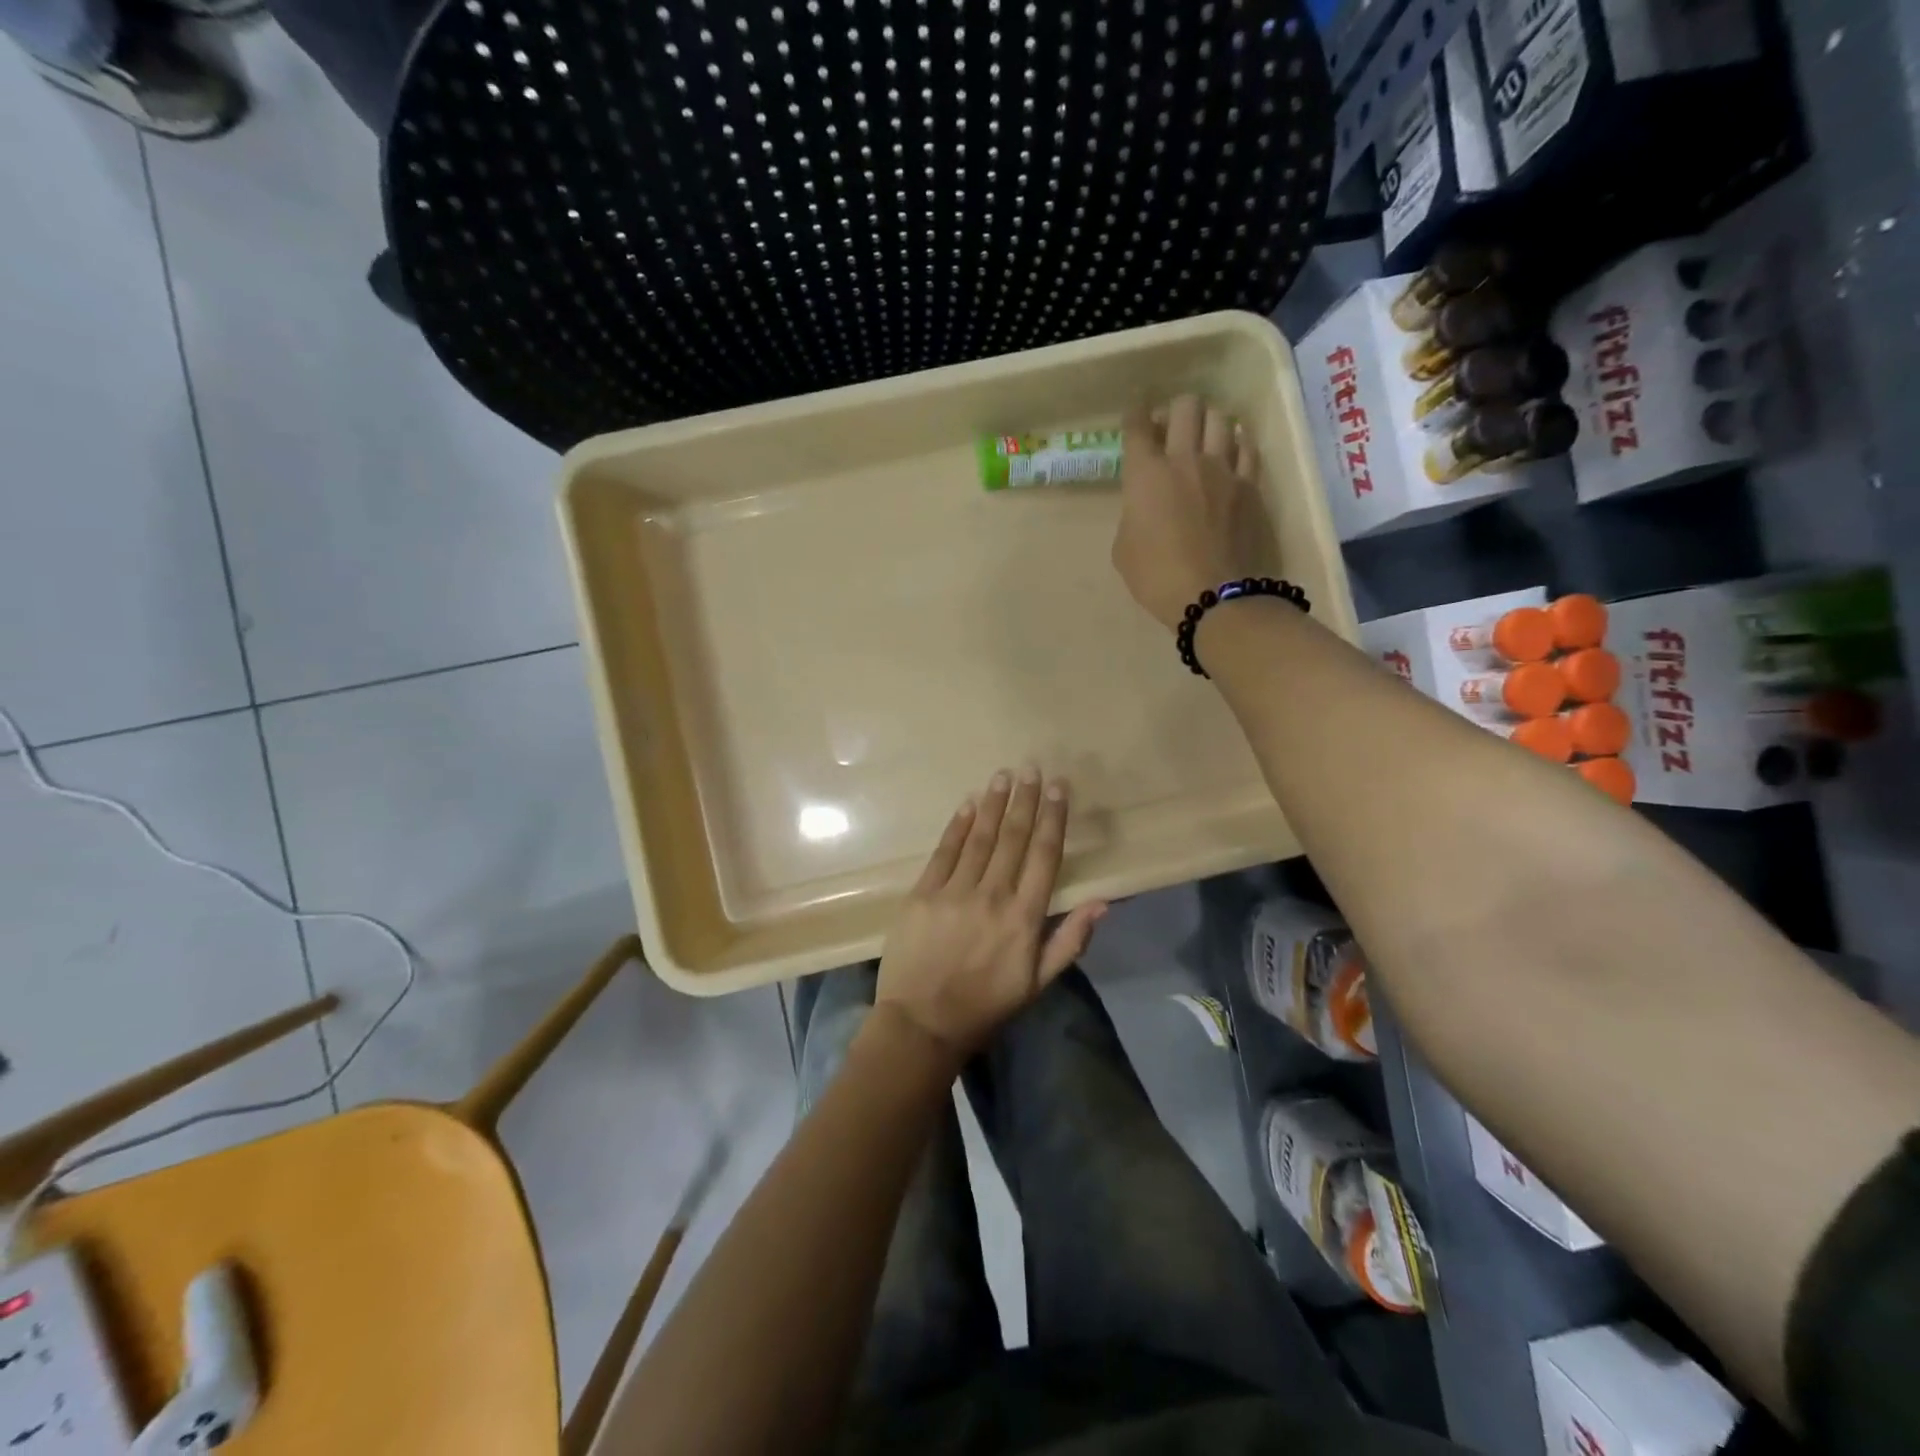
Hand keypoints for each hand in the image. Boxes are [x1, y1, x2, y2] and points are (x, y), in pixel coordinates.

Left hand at [877, 767, 1107, 1056]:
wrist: (922, 1024)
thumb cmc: (986, 1005)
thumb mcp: (1038, 983)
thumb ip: (1070, 940)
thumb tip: (1103, 902)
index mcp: (1024, 918)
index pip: (1045, 856)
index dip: (1053, 818)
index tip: (1059, 788)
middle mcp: (993, 896)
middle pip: (1014, 838)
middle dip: (1025, 800)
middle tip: (1032, 768)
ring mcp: (954, 892)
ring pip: (980, 838)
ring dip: (994, 804)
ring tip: (1004, 776)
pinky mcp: (923, 893)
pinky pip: (944, 852)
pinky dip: (958, 826)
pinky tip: (969, 804)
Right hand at [1112, 395, 1262, 629]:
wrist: (1212, 596)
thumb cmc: (1156, 577)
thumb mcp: (1124, 549)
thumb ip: (1133, 516)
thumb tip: (1145, 508)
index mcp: (1146, 475)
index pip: (1138, 426)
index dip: (1135, 414)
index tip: (1137, 414)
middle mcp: (1185, 460)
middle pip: (1186, 407)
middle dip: (1176, 410)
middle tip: (1172, 427)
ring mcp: (1223, 469)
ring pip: (1220, 419)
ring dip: (1208, 423)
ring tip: (1205, 437)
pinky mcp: (1250, 486)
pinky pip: (1247, 448)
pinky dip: (1237, 444)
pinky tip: (1233, 451)